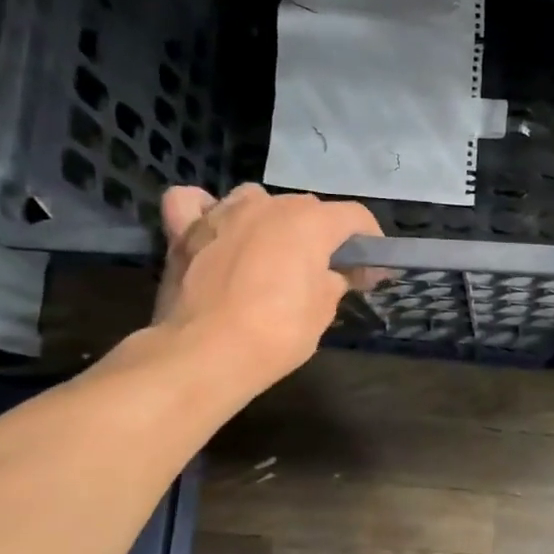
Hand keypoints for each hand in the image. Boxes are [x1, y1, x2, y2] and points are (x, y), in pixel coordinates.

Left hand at [153, 184, 381, 385]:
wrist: (206, 353)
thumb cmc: (277, 333)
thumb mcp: (323, 311)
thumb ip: (332, 281)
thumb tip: (333, 274)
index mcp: (309, 222)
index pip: (354, 216)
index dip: (369, 242)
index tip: (370, 272)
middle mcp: (268, 205)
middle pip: (305, 207)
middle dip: (321, 234)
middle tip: (325, 271)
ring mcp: (222, 213)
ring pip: (255, 199)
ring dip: (269, 219)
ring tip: (270, 250)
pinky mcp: (183, 230)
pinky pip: (193, 204)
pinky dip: (205, 212)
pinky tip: (213, 229)